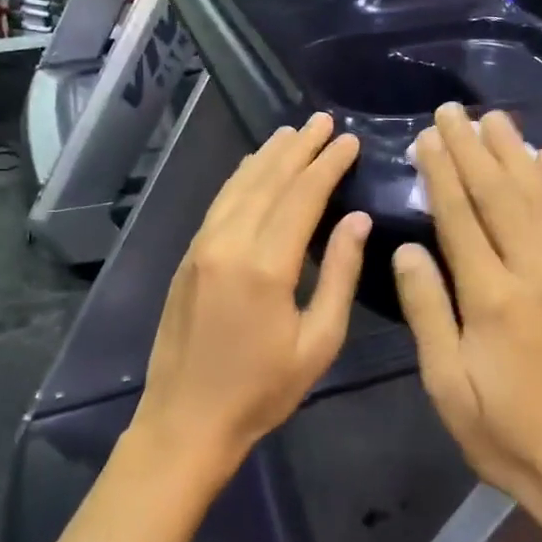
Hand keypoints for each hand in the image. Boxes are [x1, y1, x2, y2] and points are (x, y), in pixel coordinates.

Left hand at [130, 112, 370, 486]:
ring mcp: (201, 247)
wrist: (186, 420)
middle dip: (299, 148)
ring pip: (238, 186)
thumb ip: (339, 275)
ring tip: (292, 133)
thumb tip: (356, 220)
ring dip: (267, 156)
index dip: (328, 165)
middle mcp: (228, 243)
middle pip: (268, 181)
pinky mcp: (188, 257)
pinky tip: (253, 169)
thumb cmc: (262, 391)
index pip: (302, 197)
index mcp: (265, 265)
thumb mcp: (318, 342)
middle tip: (323, 121)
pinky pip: (219, 204)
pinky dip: (241, 179)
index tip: (349, 140)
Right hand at [393, 104, 541, 529]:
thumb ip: (428, 312)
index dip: (441, 173)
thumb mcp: (447, 387)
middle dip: (473, 149)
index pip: (461, 219)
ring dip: (516, 154)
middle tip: (453, 111)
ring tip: (496, 119)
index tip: (427, 136)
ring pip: (540, 200)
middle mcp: (534, 274)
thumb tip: (406, 250)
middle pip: (501, 197)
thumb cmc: (505, 435)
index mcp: (492, 300)